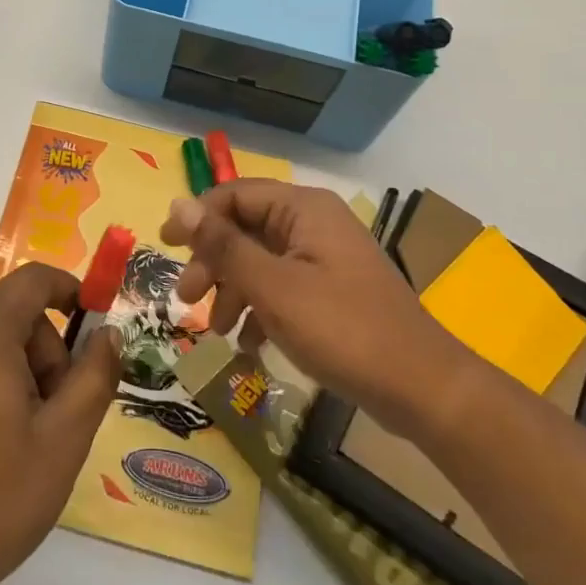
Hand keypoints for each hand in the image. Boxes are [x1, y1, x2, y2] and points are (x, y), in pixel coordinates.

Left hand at [0, 263, 119, 584]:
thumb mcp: (63, 440)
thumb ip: (94, 376)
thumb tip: (108, 334)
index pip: (32, 280)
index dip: (69, 291)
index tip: (92, 331)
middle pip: (9, 316)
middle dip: (43, 352)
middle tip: (54, 415)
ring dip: (12, 373)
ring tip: (17, 441)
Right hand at [161, 181, 465, 433]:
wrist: (422, 389)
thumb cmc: (343, 329)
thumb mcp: (273, 287)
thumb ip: (223, 245)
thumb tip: (178, 204)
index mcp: (303, 209)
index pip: (234, 195)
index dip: (196, 217)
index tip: (164, 247)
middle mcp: (312, 224)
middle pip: (245, 228)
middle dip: (213, 262)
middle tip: (188, 298)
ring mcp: (323, 258)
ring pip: (260, 261)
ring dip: (232, 290)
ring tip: (217, 329)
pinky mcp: (330, 290)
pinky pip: (281, 286)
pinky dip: (259, 309)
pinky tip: (248, 344)